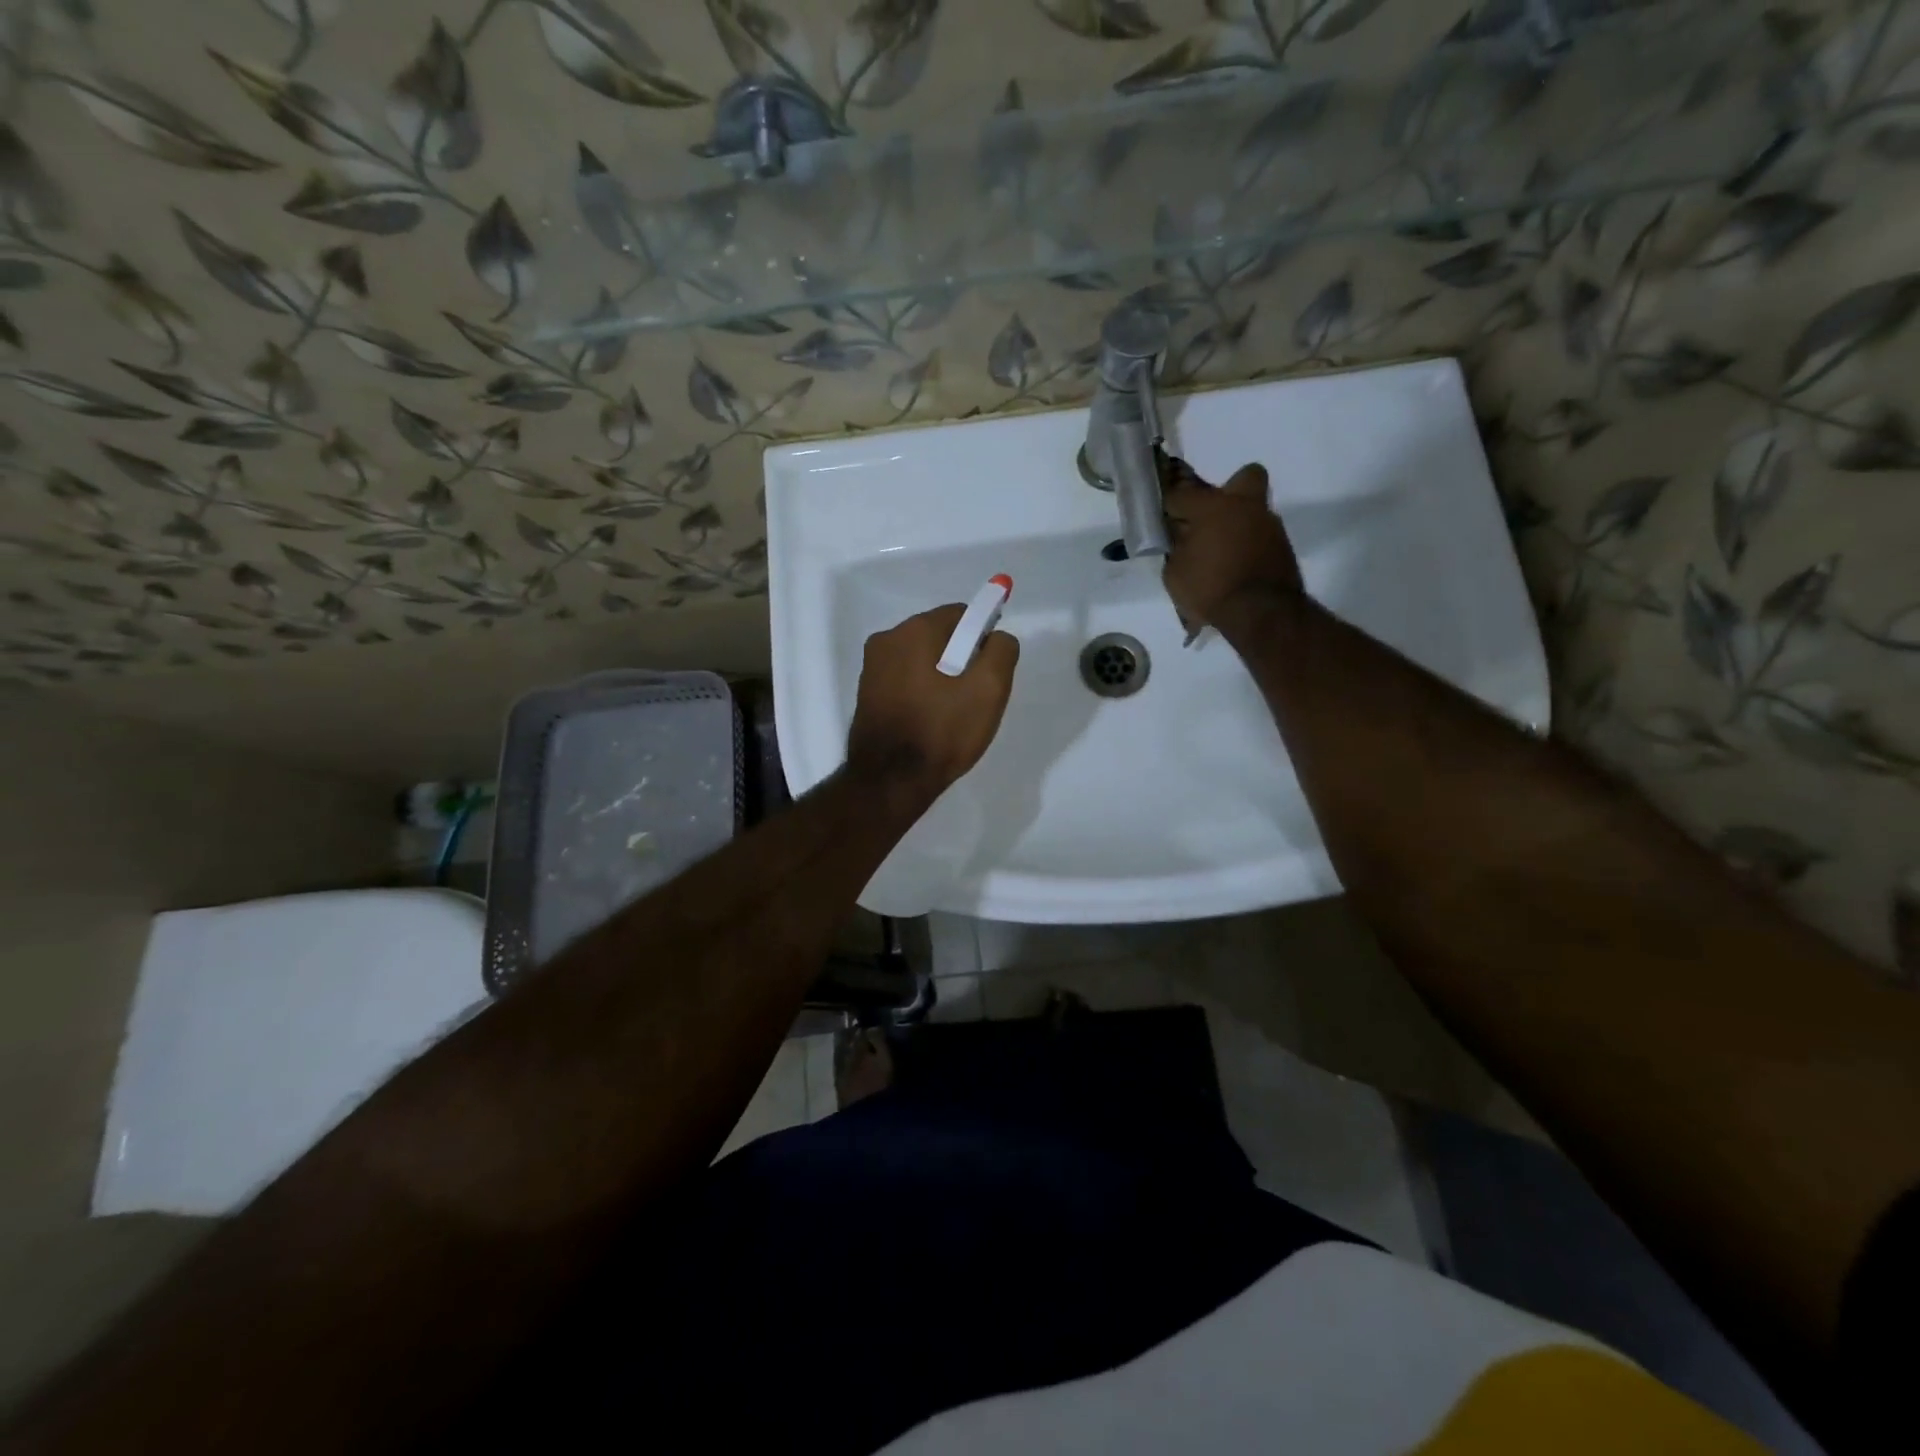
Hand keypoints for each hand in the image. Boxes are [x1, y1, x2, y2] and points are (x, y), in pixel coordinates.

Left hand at [846, 604, 1019, 805]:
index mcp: (914, 630)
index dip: (983, 639)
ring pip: (922, 659)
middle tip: (974, 697)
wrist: (890, 782)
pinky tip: (930, 720)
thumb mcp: (989, 690)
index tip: (989, 673)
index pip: (962, 615)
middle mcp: (886, 639)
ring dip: (941, 676)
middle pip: (940, 635)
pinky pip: (905, 679)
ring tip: (952, 713)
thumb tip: (997, 637)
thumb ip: (1002, 651)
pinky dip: (922, 690)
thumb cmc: (942, 732)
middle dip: (961, 658)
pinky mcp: (866, 693)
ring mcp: (871, 667)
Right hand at [1161, 460, 1303, 639]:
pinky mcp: (1283, 546)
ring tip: (1221, 553)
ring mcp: (1269, 524)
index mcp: (1212, 506)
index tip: (1164, 518)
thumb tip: (1181, 536)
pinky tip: (1236, 567)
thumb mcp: (1175, 573)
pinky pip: (1261, 537)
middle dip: (1230, 490)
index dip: (1170, 506)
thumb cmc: (1209, 588)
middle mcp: (1244, 506)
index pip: (1181, 495)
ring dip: (1238, 525)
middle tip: (1213, 517)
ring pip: (1253, 510)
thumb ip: (1176, 548)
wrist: (1261, 613)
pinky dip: (1249, 546)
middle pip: (1245, 477)